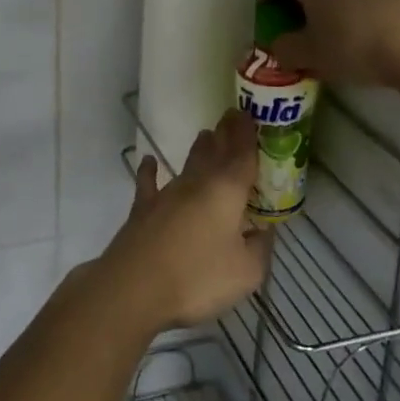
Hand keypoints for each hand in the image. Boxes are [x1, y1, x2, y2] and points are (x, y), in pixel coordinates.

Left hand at [99, 110, 273, 332]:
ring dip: (198, 149)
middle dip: (225, 135)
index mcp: (226, 191)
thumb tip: (263, 232)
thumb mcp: (246, 272)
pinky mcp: (143, 208)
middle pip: (214, 152)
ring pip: (187, 164)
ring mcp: (167, 193)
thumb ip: (259, 249)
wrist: (136, 286)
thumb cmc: (198, 277)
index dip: (247, 135)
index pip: (242, 155)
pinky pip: (149, 183)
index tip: (250, 114)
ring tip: (206, 135)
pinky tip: (149, 162)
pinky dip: (150, 171)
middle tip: (232, 117)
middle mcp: (197, 183)